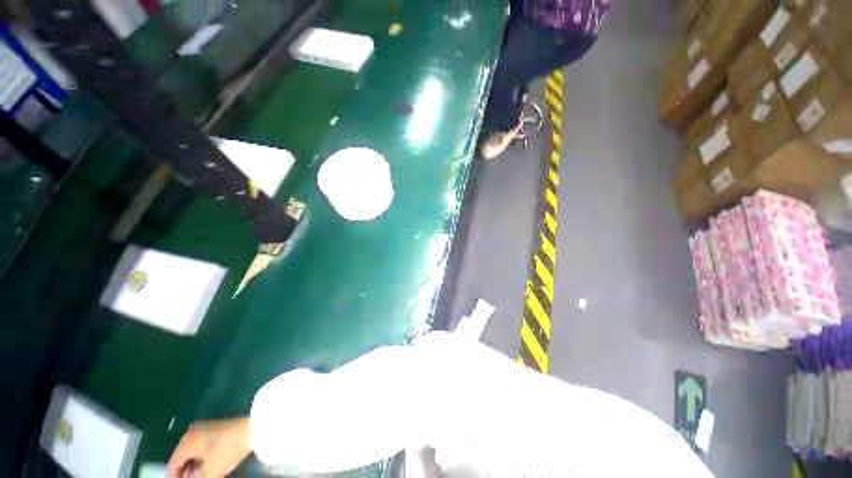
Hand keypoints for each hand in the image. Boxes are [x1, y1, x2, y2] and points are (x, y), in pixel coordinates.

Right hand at [167, 418, 251, 477]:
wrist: (247, 432)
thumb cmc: (226, 450)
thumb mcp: (213, 469)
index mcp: (186, 441)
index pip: (174, 460)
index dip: (173, 474)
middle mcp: (190, 434)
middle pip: (181, 456)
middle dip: (182, 471)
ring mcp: (201, 431)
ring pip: (191, 453)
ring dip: (191, 467)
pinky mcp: (212, 432)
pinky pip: (199, 449)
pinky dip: (199, 461)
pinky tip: (205, 469)